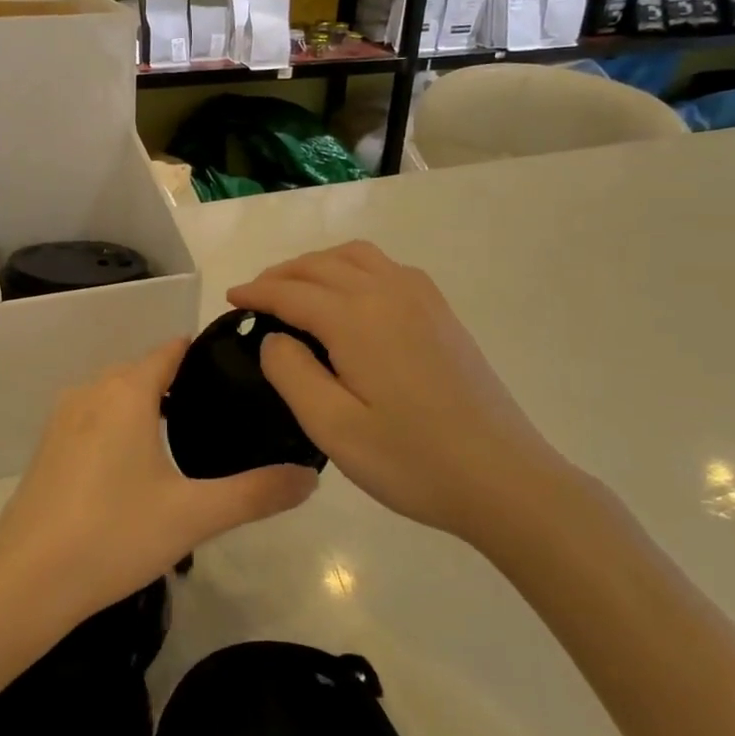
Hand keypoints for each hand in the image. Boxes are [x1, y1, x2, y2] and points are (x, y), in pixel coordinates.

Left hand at [0, 339, 318, 629]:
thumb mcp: (194, 516)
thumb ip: (256, 493)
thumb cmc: (114, 535)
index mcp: (126, 391)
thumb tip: (310, 478)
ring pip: (117, 395)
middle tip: (225, 416)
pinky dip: (121, 426)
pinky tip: (139, 468)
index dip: (207, 355)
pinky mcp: (48, 446)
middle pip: (145, 371)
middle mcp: (91, 391)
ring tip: (189, 441)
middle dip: (183, 385)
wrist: (25, 582)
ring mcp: (63, 418)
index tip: (241, 372)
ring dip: (149, 407)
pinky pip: (95, 418)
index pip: (172, 350)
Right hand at [228, 242, 580, 547]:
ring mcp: (421, 299)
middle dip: (282, 273)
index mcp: (356, 318)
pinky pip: (387, 268)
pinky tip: (351, 296)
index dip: (257, 293)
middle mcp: (387, 292)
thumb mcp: (333, 428)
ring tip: (297, 288)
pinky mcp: (441, 313)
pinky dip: (354, 268)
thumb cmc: (411, 460)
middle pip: (322, 264)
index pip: (291, 292)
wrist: (503, 478)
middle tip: (256, 296)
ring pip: (357, 257)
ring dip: (318, 264)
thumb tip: (275, 337)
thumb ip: (291, 374)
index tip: (231, 299)